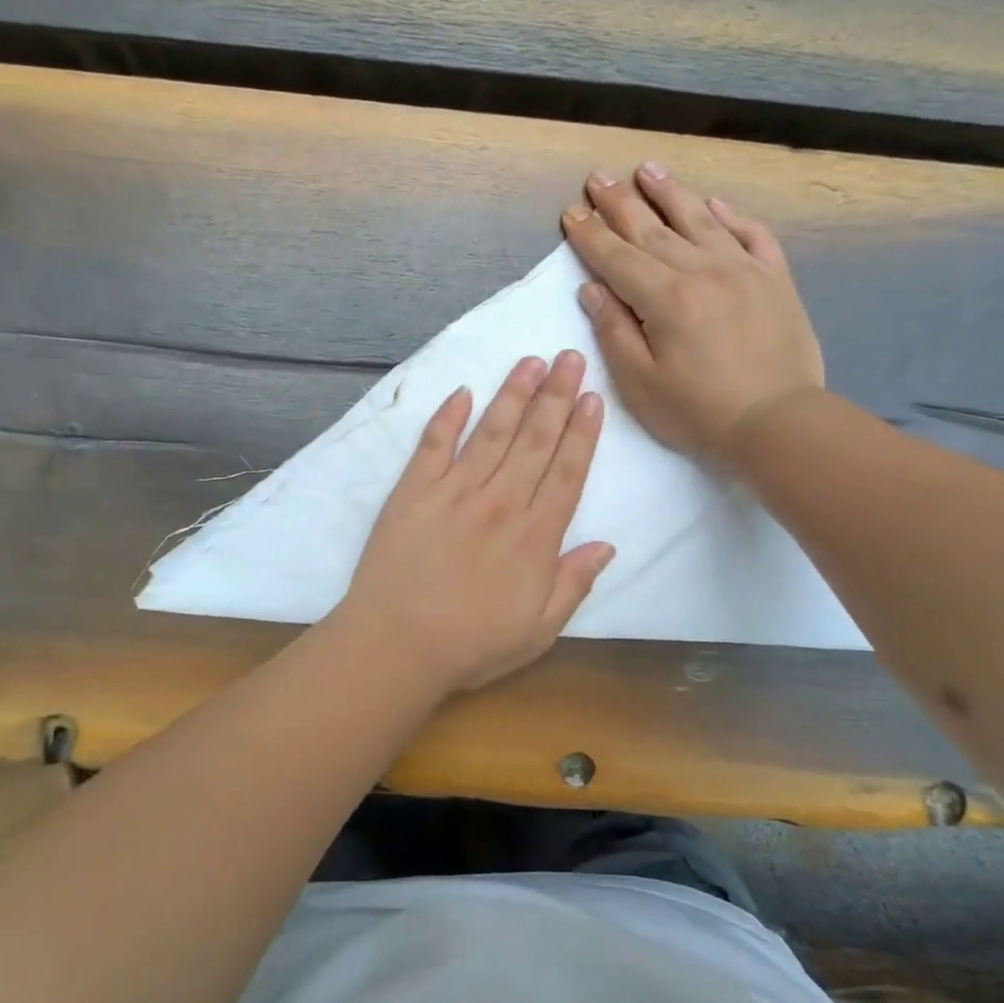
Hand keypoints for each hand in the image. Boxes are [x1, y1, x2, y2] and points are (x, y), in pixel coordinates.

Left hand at [337, 351, 613, 695]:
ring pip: (491, 432)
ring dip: (513, 394)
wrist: (396, 645)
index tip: (592, 397)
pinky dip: (447, 416)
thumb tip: (607, 546)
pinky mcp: (413, 491)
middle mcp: (500, 502)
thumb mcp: (539, 630)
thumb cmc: (472, 645)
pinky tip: (462, 392)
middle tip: (570, 357)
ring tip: (530, 362)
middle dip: (556, 396)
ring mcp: (454, 491)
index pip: (567, 472)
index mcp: (535, 536)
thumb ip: (574, 583)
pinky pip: (433, 444)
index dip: (582, 432)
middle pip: (535, 440)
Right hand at [561, 163, 823, 466]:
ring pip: (700, 220)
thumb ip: (614, 332)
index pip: (617, 258)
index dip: (590, 235)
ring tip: (648, 169)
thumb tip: (592, 289)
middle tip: (599, 177)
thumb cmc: (699, 413)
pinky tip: (714, 203)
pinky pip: (752, 235)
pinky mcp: (776, 280)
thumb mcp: (641, 384)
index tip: (571, 212)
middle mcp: (703, 271)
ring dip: (670, 193)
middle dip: (621, 203)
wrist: (779, 424)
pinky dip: (732, 215)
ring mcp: (744, 270)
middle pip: (653, 230)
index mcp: (665, 299)